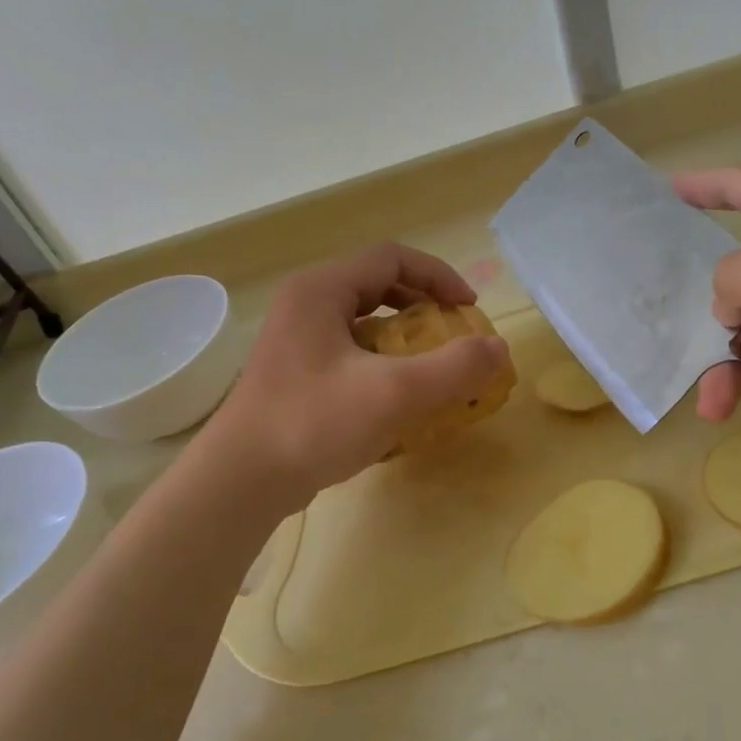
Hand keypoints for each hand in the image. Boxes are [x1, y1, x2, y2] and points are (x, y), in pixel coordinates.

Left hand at [200, 244, 510, 509]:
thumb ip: (454, 368)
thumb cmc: (314, 424)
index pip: (391, 258)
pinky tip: (397, 400)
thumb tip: (499, 348)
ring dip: (404, 338)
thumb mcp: (394, 393)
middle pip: (376, 286)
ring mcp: (295, 342)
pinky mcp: (295, 375)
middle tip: (452, 335)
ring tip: (430, 367)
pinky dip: (382, 363)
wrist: (241, 481)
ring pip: (362, 323)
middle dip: (423, 307)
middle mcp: (304, 305)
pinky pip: (349, 353)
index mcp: (321, 290)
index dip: (438, 276)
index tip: (469, 308)